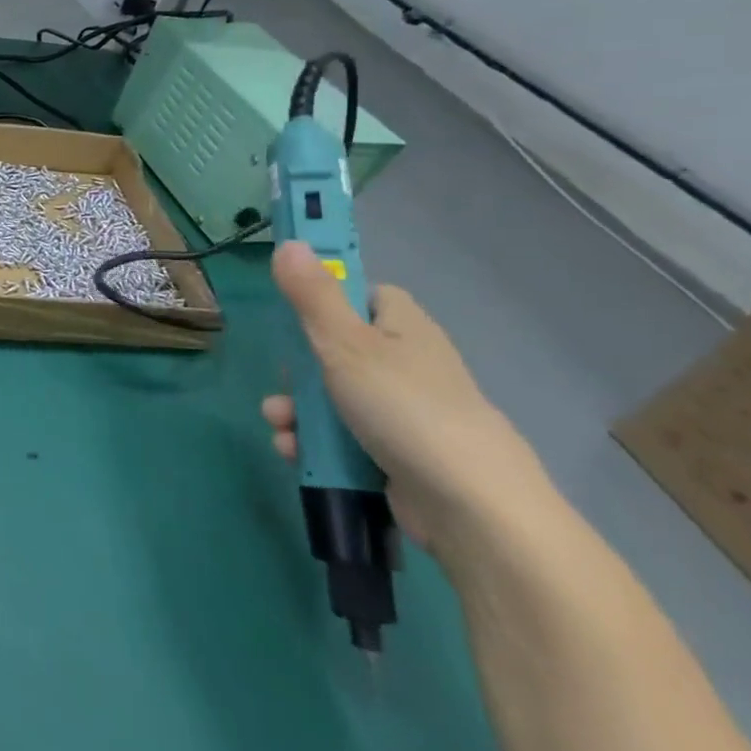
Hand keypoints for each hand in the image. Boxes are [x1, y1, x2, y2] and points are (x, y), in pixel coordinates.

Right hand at [261, 242, 549, 559]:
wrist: (470, 508)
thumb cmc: (405, 409)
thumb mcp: (345, 344)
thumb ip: (312, 295)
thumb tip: (291, 242)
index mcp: (403, 328)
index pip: (365, 295)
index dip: (329, 298)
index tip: (295, 312)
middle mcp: (406, 366)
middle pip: (336, 350)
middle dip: (297, 369)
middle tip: (282, 380)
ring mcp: (402, 414)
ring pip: (332, 398)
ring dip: (297, 412)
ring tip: (280, 427)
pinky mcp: (394, 455)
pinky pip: (342, 438)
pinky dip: (314, 444)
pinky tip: (294, 453)